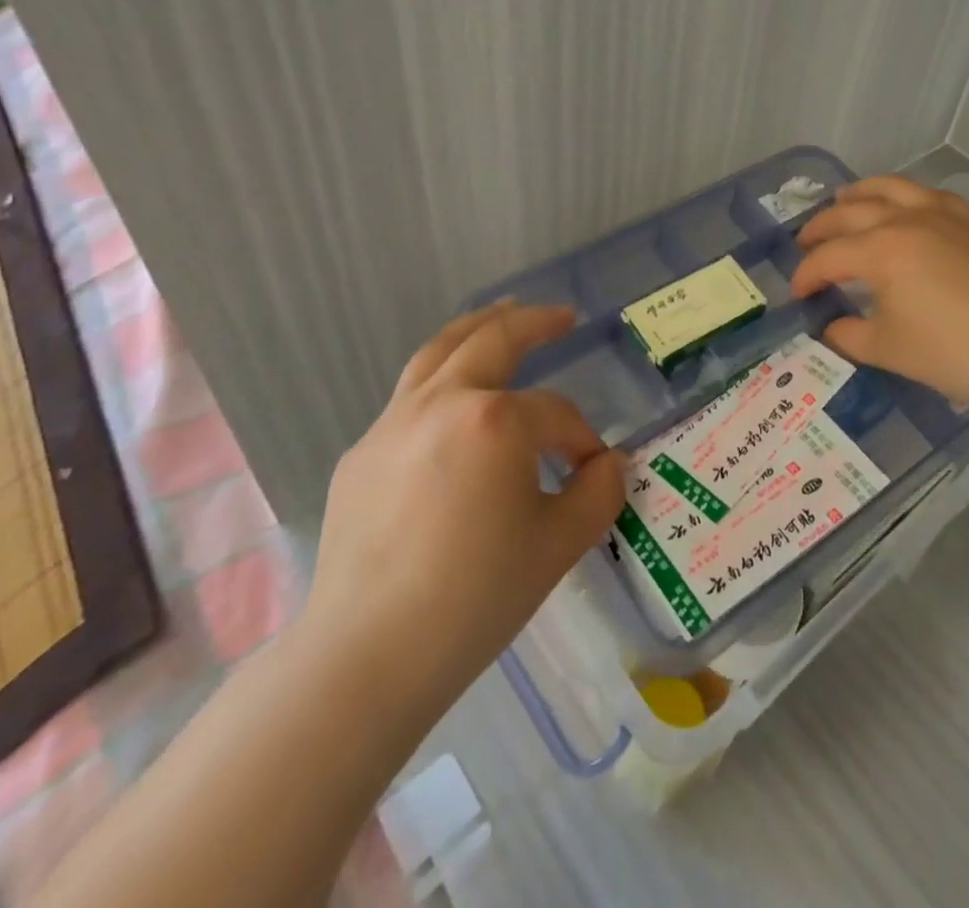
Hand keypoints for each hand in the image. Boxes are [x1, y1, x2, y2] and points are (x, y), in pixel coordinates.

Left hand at [301, 302, 624, 722]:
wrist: (367, 656)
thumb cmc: (475, 598)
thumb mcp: (559, 545)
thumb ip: (599, 493)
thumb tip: (606, 463)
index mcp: (495, 421)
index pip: (556, 414)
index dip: (583, 439)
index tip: (593, 470)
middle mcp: (442, 402)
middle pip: (493, 340)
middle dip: (533, 322)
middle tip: (561, 316)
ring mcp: (393, 423)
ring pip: (439, 351)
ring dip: (477, 327)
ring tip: (502, 313)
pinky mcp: (362, 452)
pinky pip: (409, 399)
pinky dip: (440, 380)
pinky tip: (453, 406)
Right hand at [790, 176, 968, 416]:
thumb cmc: (953, 351)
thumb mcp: (888, 350)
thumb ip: (848, 335)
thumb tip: (830, 328)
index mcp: (881, 250)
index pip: (829, 257)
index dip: (807, 275)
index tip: (798, 295)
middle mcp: (907, 220)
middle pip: (851, 213)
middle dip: (821, 229)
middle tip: (805, 244)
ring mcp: (943, 215)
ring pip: (892, 188)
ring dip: (860, 193)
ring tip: (844, 199)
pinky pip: (931, 195)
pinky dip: (908, 196)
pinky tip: (906, 205)